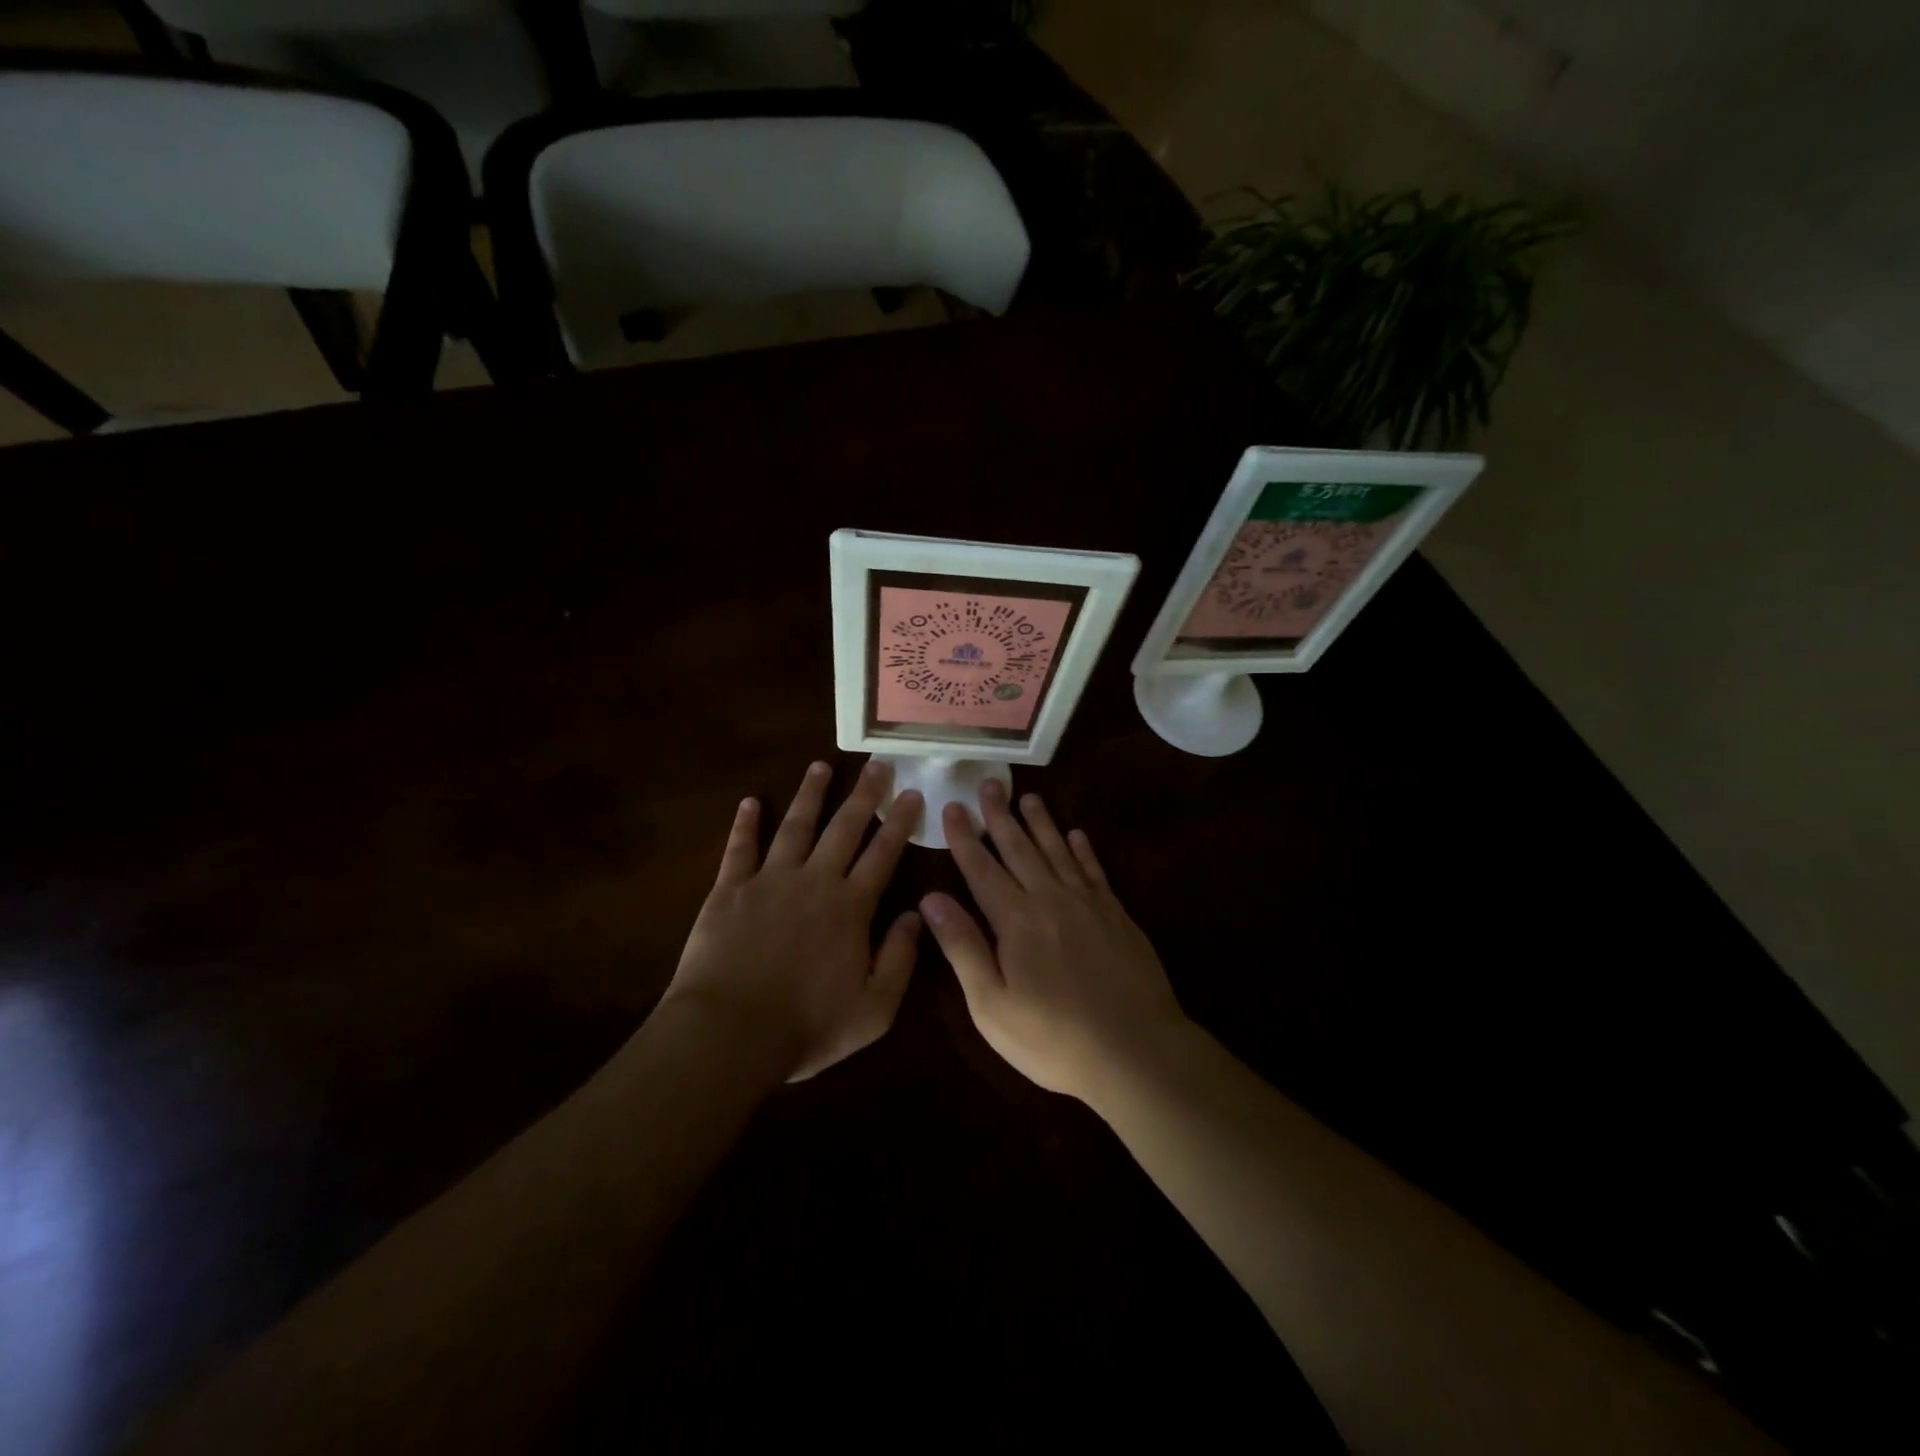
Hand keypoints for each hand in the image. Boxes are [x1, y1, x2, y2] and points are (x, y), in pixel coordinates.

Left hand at [662, 760, 923, 1081]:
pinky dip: (745, 823)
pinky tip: (750, 802)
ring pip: (796, 826)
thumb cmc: (806, 1026)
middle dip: (864, 794)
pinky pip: (739, 848)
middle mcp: (814, 881)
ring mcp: (769, 880)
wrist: (729, 1033)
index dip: (899, 822)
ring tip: (821, 766)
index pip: (882, 854)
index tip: (911, 793)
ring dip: (810, 794)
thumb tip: (917, 914)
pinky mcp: (729, 890)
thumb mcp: (874, 1009)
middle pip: (844, 828)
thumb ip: (900, 959)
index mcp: (850, 907)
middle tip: (877, 764)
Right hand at [919, 781, 1188, 1104]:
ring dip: (1041, 822)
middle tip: (990, 783)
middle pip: (1020, 848)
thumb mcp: (992, 1005)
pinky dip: (1084, 850)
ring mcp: (1088, 904)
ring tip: (1028, 796)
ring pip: (1058, 851)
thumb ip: (963, 947)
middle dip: (1000, 816)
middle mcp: (1050, 900)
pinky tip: (1077, 834)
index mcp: (1015, 920)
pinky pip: (1095, 871)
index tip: (952, 806)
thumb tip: (931, 898)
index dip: (964, 837)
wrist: (1136, 1051)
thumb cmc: (1053, 1038)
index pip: (981, 869)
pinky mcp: (1117, 915)